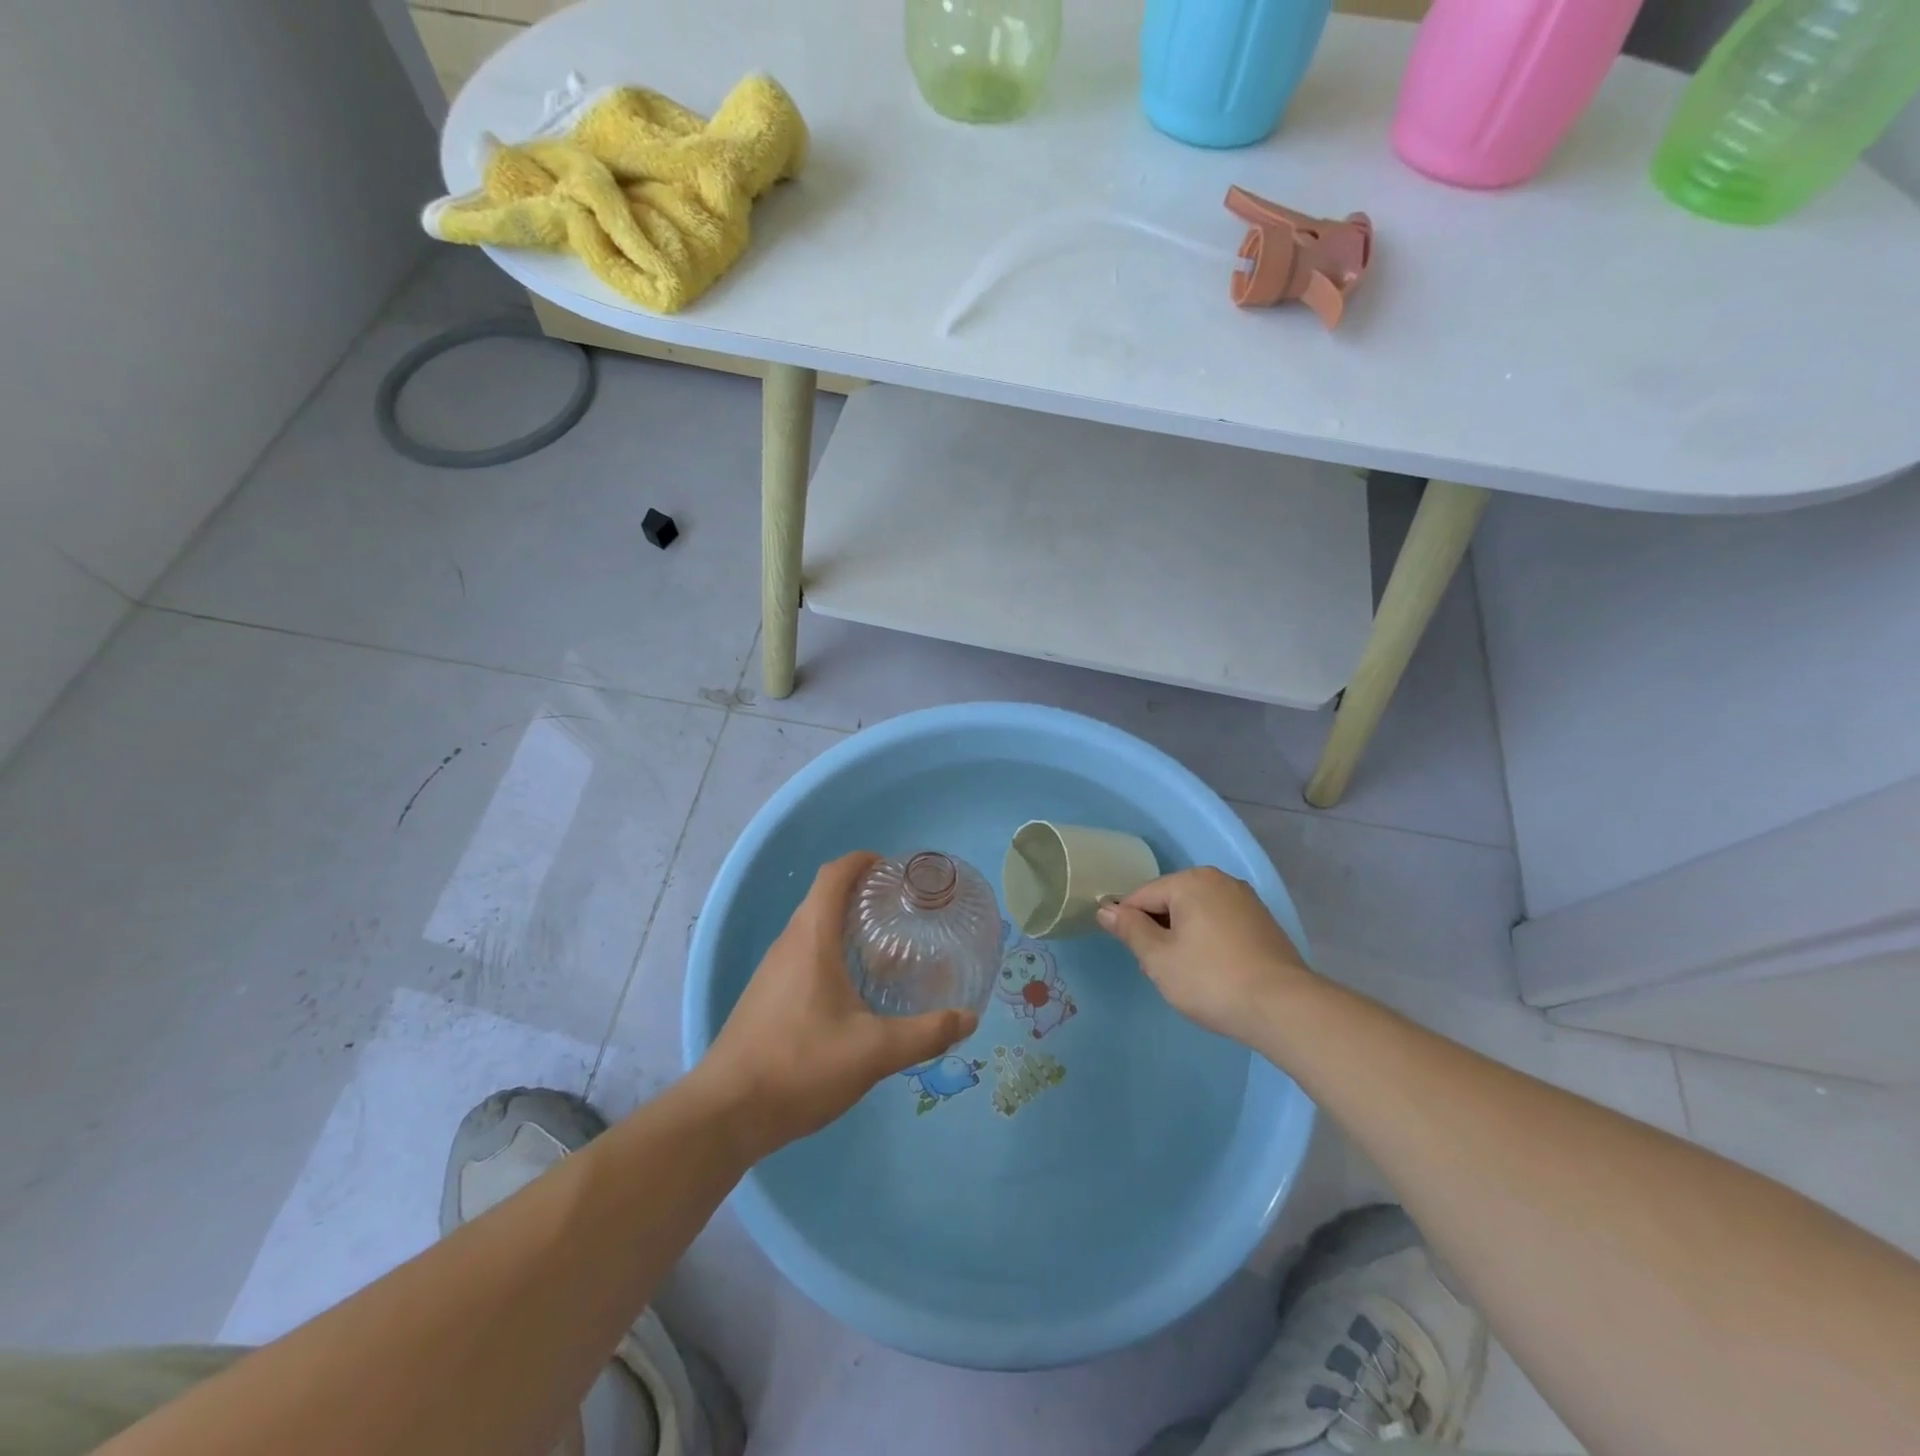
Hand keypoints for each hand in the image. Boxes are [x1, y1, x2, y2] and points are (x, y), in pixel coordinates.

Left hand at [700, 852, 978, 1155]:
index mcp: (811, 938)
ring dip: (845, 924)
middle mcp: (788, 944)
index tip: (893, 869)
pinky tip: (853, 989)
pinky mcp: (766, 996)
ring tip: (885, 947)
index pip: (833, 875)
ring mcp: (772, 971)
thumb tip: (968, 1019)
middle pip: (823, 898)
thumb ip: (925, 1033)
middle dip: (861, 893)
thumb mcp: (874, 1052)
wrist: (726, 1113)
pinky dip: (831, 952)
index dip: (862, 861)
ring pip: (812, 929)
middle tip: (901, 909)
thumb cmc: (801, 1065)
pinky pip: (802, 955)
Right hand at [1096, 866, 1312, 1040]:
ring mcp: (1246, 900)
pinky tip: (1213, 972)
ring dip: (1183, 939)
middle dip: (1159, 932)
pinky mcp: (1263, 923)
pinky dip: (1209, 942)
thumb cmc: (1211, 980)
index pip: (1143, 896)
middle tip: (1161, 971)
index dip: (1129, 924)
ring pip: (1196, 914)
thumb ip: (1130, 930)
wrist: (1284, 1009)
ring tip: (1187, 976)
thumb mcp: (1159, 958)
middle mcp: (1220, 881)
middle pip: (1171, 902)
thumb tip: (1105, 908)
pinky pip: (1220, 924)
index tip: (1134, 956)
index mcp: (1191, 881)